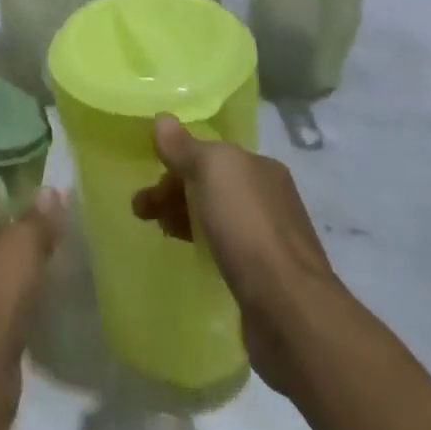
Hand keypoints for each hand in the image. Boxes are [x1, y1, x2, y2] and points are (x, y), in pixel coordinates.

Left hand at [0, 190, 65, 376]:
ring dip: (4, 288)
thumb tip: (52, 191)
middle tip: (41, 256)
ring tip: (37, 288)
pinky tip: (25, 319)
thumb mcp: (25, 243)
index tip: (36, 227)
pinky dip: (3, 317)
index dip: (9, 218)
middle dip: (6, 254)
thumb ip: (39, 218)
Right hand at [133, 116, 334, 394]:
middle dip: (173, 192)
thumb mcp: (211, 171)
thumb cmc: (247, 227)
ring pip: (216, 217)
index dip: (176, 162)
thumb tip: (163, 119)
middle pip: (211, 185)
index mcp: (261, 166)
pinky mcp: (265, 277)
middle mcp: (269, 197)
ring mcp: (270, 239)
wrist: (289, 310)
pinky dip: (203, 245)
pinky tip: (191, 255)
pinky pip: (226, 249)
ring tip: (159, 233)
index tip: (148, 178)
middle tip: (141, 211)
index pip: (210, 154)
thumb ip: (185, 146)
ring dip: (184, 218)